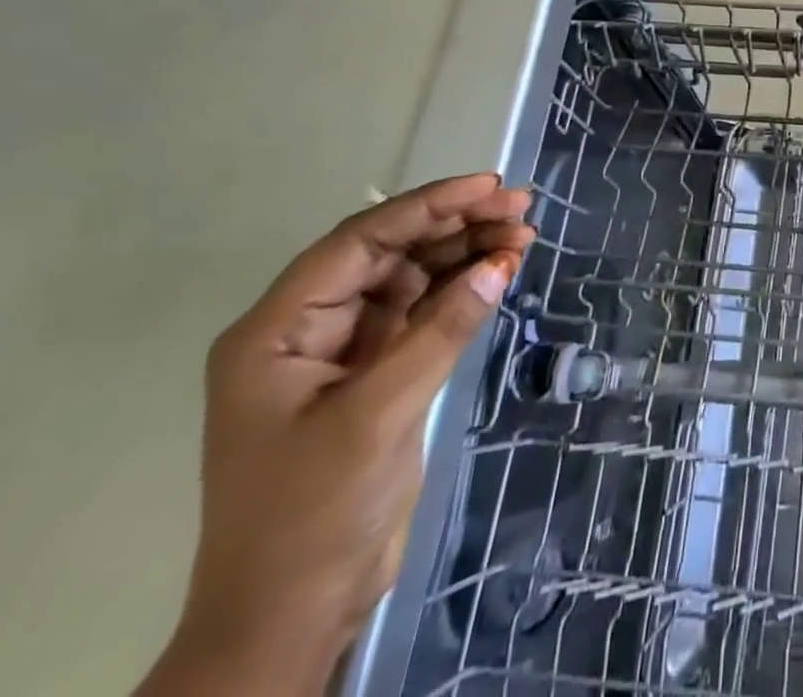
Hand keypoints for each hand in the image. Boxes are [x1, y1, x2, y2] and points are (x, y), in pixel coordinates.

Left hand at [155, 174, 532, 691]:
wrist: (294, 615)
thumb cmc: (313, 516)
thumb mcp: (378, 417)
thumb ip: (440, 332)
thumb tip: (500, 264)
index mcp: (279, 330)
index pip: (360, 243)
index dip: (426, 206)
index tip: (487, 186)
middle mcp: (308, 327)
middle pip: (389, 253)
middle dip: (454, 225)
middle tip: (519, 206)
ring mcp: (344, 350)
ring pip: (411, 277)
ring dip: (465, 253)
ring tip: (523, 234)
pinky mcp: (376, 372)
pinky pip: (424, 311)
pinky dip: (463, 290)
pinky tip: (501, 270)